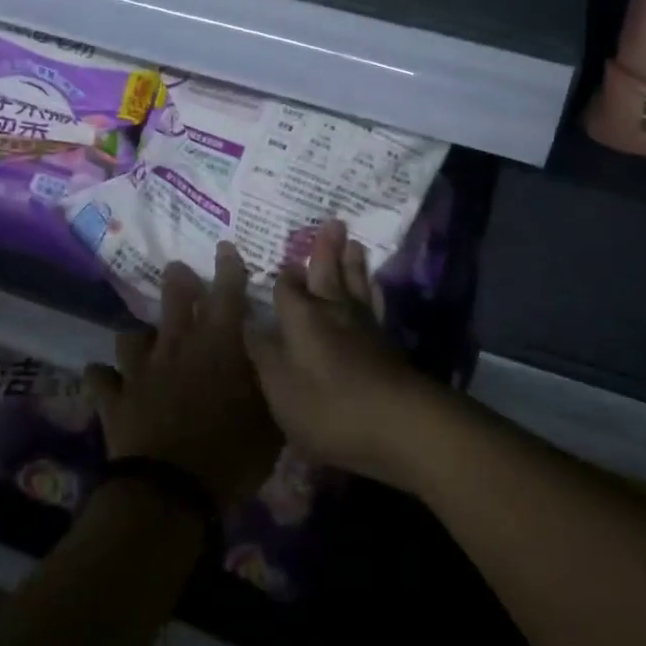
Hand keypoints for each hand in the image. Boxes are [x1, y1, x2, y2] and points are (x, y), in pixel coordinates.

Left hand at [85, 243, 281, 511]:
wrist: (171, 490)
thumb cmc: (232, 452)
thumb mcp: (270, 419)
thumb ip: (270, 382)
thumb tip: (274, 359)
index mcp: (218, 345)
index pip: (227, 294)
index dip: (228, 268)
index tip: (225, 248)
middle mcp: (177, 347)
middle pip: (175, 301)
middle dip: (179, 282)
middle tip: (178, 271)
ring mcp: (140, 371)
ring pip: (132, 336)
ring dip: (139, 335)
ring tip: (142, 336)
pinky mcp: (114, 399)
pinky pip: (100, 380)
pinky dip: (103, 377)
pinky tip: (103, 378)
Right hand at [244, 220, 440, 488]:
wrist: (399, 423)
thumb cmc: (328, 406)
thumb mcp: (279, 386)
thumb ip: (262, 351)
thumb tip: (246, 320)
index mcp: (301, 317)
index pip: (287, 286)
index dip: (283, 275)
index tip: (281, 260)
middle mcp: (332, 311)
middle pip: (327, 273)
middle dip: (325, 250)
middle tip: (331, 222)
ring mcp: (363, 326)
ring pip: (355, 284)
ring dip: (352, 263)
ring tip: (354, 242)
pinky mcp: (386, 343)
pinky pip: (376, 304)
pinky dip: (373, 292)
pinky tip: (375, 287)